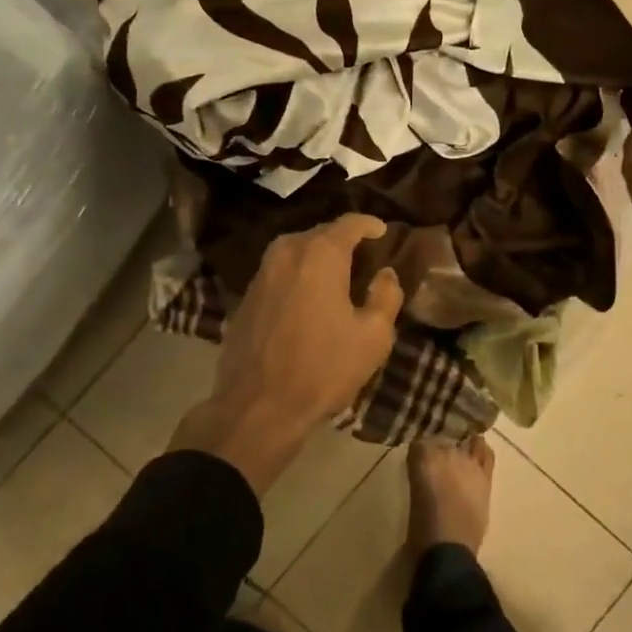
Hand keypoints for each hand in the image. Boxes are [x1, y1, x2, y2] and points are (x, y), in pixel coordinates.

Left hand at [170, 215, 402, 494]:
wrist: (257, 407)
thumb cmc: (323, 369)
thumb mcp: (373, 337)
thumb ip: (386, 296)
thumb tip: (385, 274)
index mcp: (320, 255)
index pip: (349, 223)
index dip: (369, 225)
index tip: (382, 232)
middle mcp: (286, 253)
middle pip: (319, 234)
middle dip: (342, 241)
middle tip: (363, 256)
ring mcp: (260, 274)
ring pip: (295, 252)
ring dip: (317, 258)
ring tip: (337, 276)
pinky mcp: (244, 298)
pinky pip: (278, 274)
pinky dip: (296, 277)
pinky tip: (307, 300)